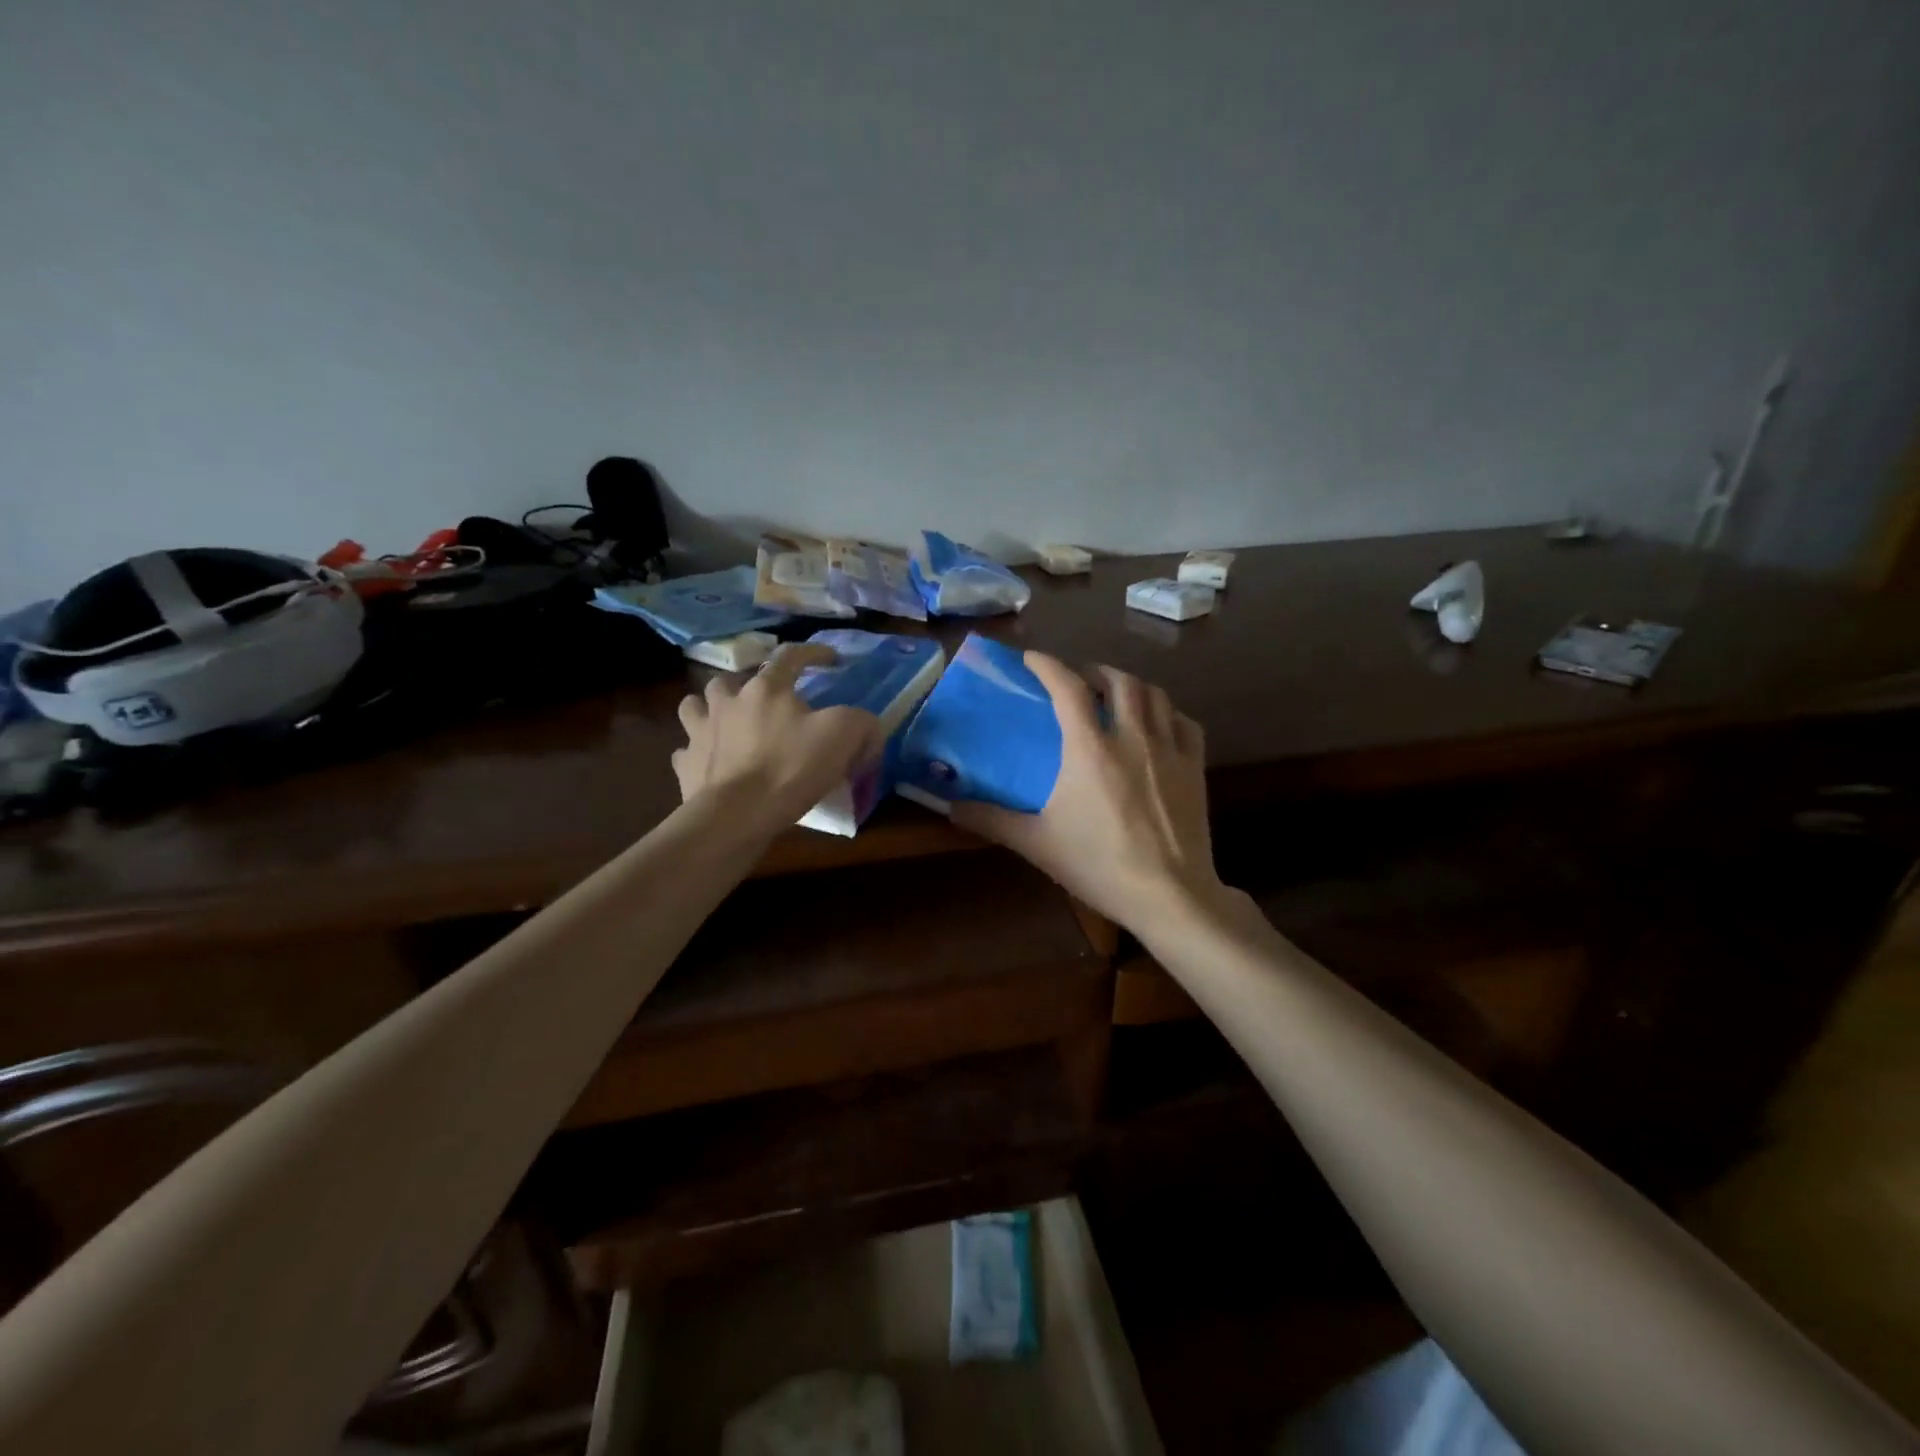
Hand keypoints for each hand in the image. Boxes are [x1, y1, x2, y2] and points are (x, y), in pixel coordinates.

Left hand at [673, 644, 883, 827]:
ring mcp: (699, 733)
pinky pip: (686, 751)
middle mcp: (727, 702)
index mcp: (766, 689)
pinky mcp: (686, 766)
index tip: (832, 660)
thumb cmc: (790, 768)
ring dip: (709, 711)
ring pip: (695, 707)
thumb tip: (868, 729)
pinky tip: (712, 762)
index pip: (791, 656)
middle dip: (746, 685)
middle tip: (765, 702)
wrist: (737, 815)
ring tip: (727, 724)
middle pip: (730, 679)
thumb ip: (862, 723)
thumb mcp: (843, 736)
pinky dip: (697, 753)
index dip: (814, 653)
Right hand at [951, 652, 1222, 936]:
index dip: (1048, 665)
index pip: (1068, 686)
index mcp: (1090, 748)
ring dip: (1132, 685)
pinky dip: (1168, 713)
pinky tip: (1159, 724)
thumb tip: (951, 807)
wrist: (1168, 894)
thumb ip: (992, 820)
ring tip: (1117, 695)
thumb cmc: (1098, 864)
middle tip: (1080, 680)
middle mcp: (1132, 736)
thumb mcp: (1037, 842)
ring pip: (1155, 695)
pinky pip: (1185, 723)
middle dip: (1096, 671)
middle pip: (1119, 680)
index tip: (1032, 658)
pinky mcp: (1194, 767)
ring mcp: (1169, 749)